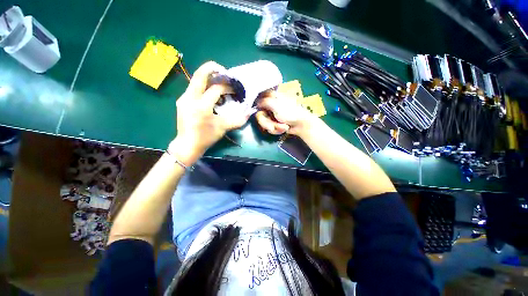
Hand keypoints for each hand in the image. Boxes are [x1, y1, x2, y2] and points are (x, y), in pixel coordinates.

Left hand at [170, 61, 249, 162]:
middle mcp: (190, 98)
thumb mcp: (223, 128)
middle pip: (200, 75)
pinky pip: (194, 87)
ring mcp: (184, 98)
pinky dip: (204, 86)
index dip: (228, 87)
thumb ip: (238, 120)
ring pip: (196, 80)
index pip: (216, 89)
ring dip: (209, 77)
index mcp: (201, 106)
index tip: (236, 89)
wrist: (187, 145)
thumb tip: (249, 113)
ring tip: (220, 82)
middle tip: (225, 72)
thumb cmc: (206, 138)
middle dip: (213, 68)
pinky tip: (211, 93)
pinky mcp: (182, 101)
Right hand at [255, 91, 315, 135]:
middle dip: (266, 123)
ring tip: (283, 127)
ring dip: (274, 127)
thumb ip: (265, 102)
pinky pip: (270, 128)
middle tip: (272, 126)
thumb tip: (256, 103)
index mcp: (272, 97)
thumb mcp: (277, 105)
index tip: (259, 111)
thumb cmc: (290, 113)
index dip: (257, 106)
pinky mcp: (275, 123)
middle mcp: (271, 105)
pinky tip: (284, 129)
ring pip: (264, 123)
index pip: (259, 97)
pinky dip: (277, 130)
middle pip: (259, 115)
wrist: (301, 125)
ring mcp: (273, 115)